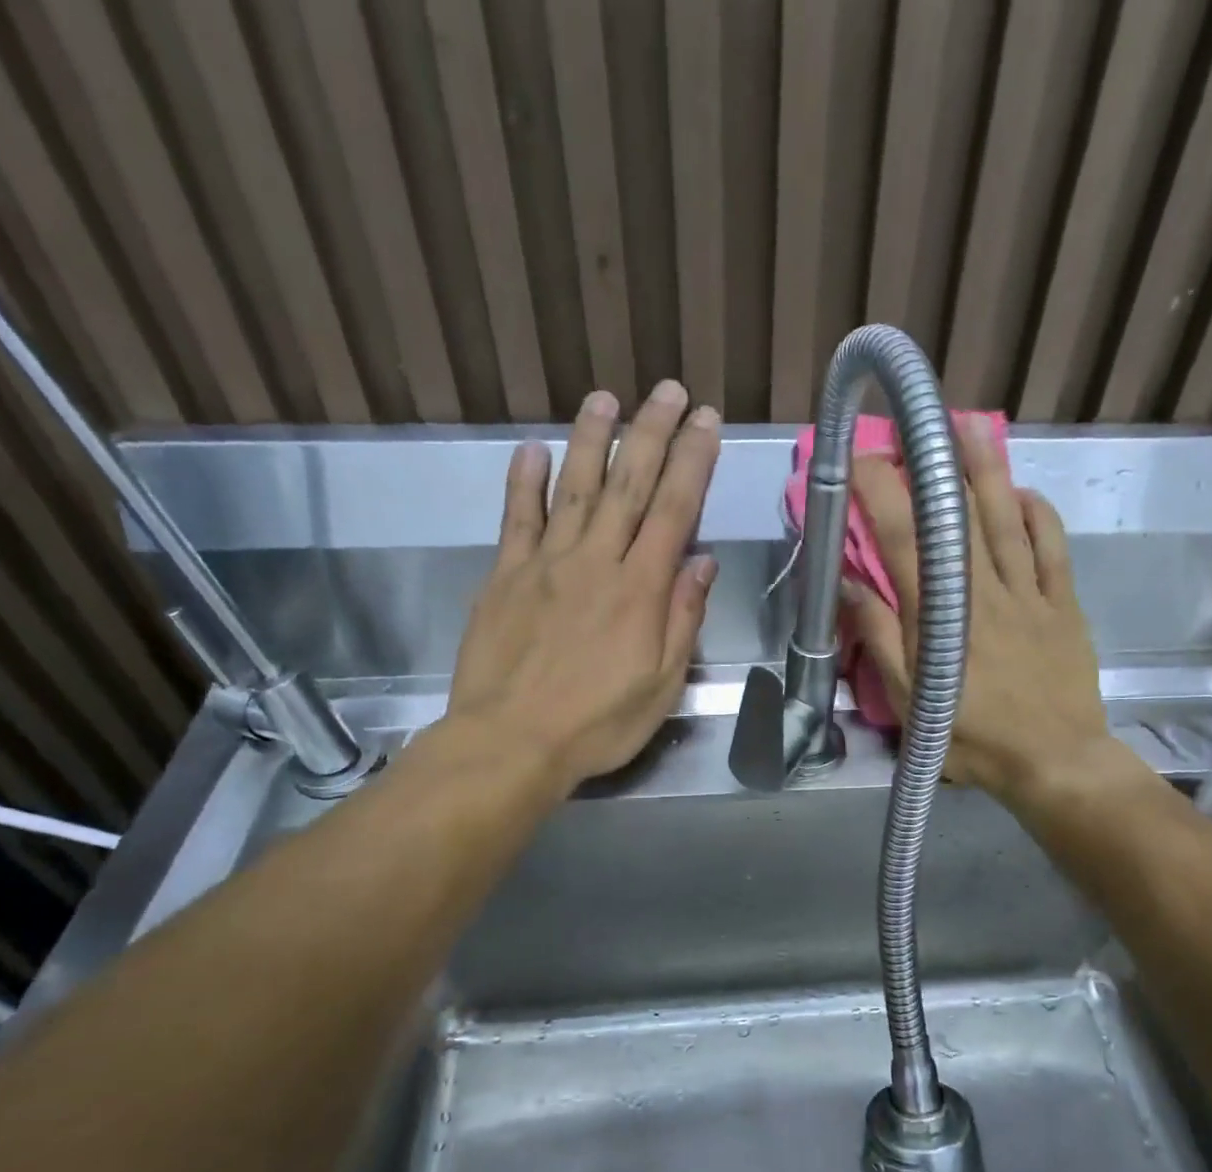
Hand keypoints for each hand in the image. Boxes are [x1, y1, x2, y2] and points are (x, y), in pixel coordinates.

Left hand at [442, 381, 719, 793]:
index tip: (706, 422)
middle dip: (651, 432)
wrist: (511, 742)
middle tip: (668, 390)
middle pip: (628, 484)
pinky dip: (524, 482)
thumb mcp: (662, 684)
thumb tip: (702, 562)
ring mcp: (546, 563)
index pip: (673, 510)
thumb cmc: (598, 723)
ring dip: (591, 439)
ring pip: (574, 488)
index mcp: (640, 589)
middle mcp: (596, 561)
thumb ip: (683, 619)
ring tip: (605, 398)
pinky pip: (517, 519)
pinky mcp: (505, 576)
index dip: (693, 461)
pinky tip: (531, 450)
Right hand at [842, 416, 1112, 805]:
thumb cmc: (974, 738)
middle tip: (917, 426)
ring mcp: (1029, 593)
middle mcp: (984, 592)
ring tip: (969, 428)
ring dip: (987, 471)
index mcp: (940, 617)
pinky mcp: (1063, 603)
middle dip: (933, 467)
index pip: (904, 541)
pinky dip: (1039, 514)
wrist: (1055, 761)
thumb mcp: (911, 702)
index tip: (863, 458)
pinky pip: (1053, 548)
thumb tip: (850, 587)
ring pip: (1006, 520)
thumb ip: (880, 641)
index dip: (883, 493)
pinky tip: (1024, 490)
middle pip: (957, 518)